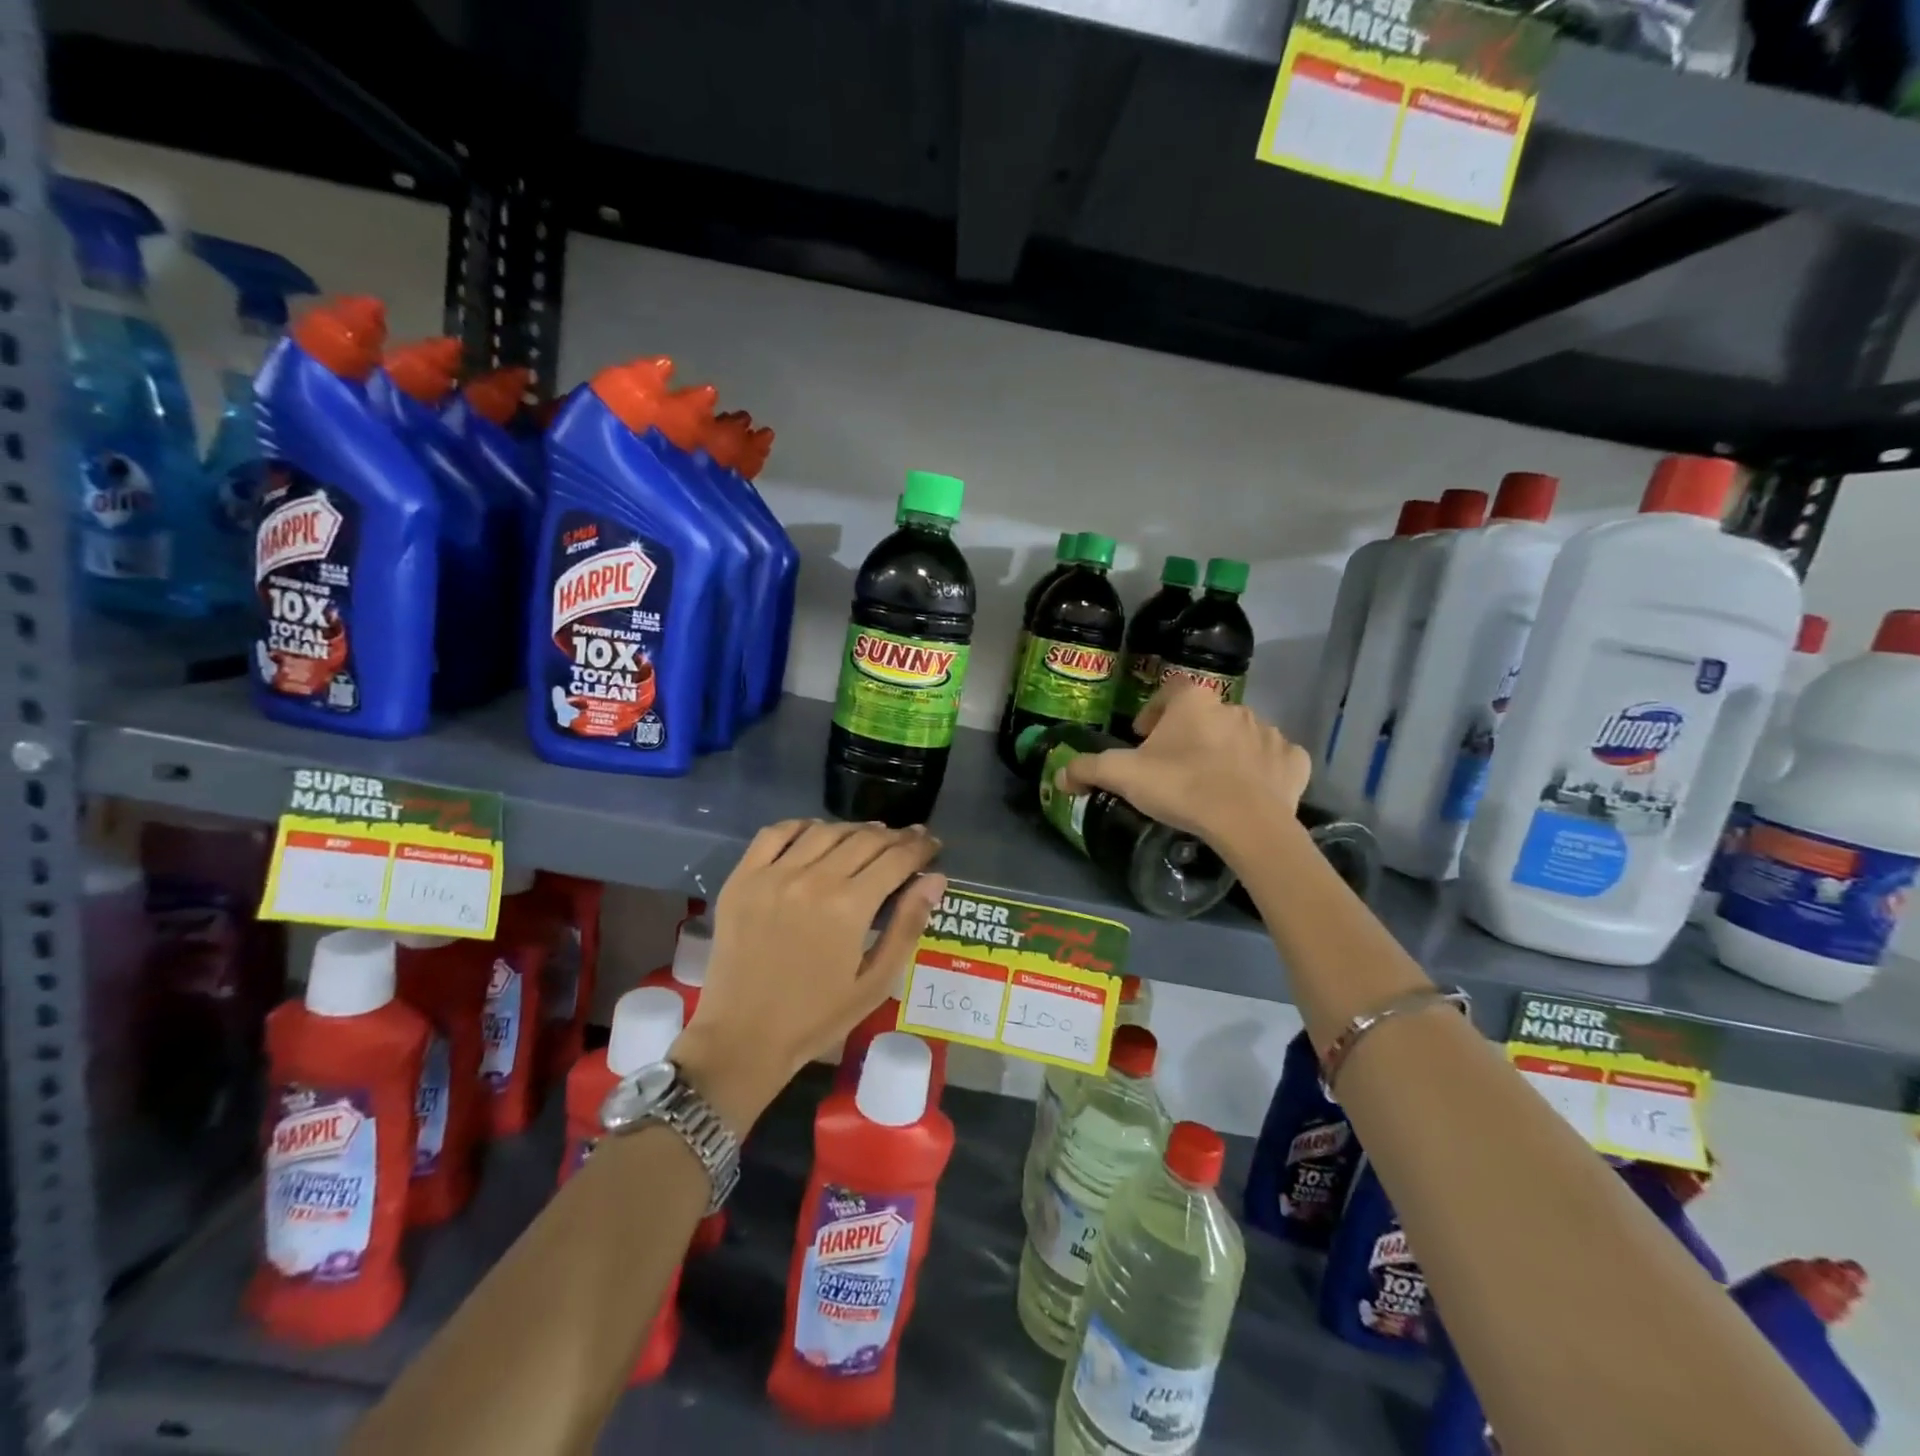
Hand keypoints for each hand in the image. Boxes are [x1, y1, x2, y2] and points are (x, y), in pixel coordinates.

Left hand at [670, 820, 946, 1131]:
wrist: (742, 1038)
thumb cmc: (816, 1017)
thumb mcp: (875, 983)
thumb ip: (907, 926)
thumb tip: (935, 879)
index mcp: (849, 907)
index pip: (896, 859)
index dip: (920, 848)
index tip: (933, 844)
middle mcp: (813, 879)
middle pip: (864, 839)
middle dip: (895, 836)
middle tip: (910, 839)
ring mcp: (773, 875)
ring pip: (824, 831)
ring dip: (854, 829)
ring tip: (870, 836)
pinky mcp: (743, 878)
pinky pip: (775, 834)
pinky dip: (802, 826)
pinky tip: (817, 833)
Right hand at [1056, 683, 1308, 855]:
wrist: (1247, 822)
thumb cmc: (1182, 787)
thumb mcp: (1124, 776)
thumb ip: (1089, 769)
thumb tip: (1059, 775)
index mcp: (1194, 702)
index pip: (1170, 690)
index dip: (1153, 710)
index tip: (1143, 736)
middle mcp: (1234, 707)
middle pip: (1204, 716)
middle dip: (1190, 735)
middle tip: (1173, 766)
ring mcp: (1269, 733)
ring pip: (1240, 736)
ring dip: (1226, 750)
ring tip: (1211, 781)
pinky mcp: (1293, 761)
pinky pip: (1274, 759)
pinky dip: (1262, 769)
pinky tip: (1251, 789)